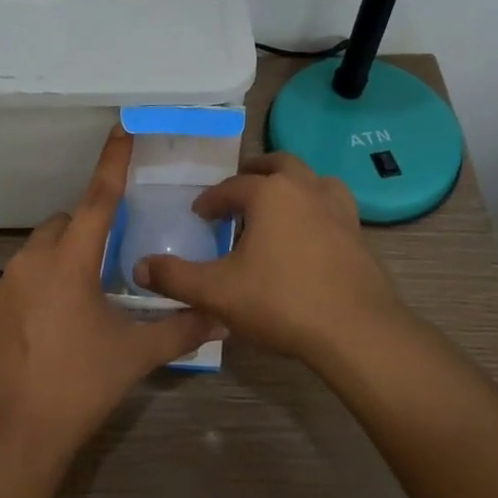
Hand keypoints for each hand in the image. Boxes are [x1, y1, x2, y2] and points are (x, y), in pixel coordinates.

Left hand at [0, 125, 216, 466]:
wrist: (8, 435)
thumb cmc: (77, 386)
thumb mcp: (133, 356)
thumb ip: (180, 331)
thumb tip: (221, 318)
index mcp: (70, 260)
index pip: (98, 199)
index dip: (112, 163)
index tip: (121, 129)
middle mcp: (32, 260)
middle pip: (65, 224)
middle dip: (87, 233)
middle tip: (109, 268)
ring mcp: (2, 283)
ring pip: (39, 252)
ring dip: (62, 263)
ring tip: (82, 305)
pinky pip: (19, 281)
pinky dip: (38, 289)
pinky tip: (50, 330)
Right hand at [135, 152, 406, 364]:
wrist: (356, 331)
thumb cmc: (281, 302)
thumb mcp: (217, 292)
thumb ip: (175, 277)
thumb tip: (139, 266)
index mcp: (269, 193)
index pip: (231, 187)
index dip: (211, 200)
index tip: (200, 214)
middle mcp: (305, 189)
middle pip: (278, 165)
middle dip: (255, 174)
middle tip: (239, 192)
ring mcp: (337, 209)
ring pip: (312, 180)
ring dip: (292, 185)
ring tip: (278, 206)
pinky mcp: (358, 234)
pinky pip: (333, 207)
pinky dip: (316, 209)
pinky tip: (309, 235)